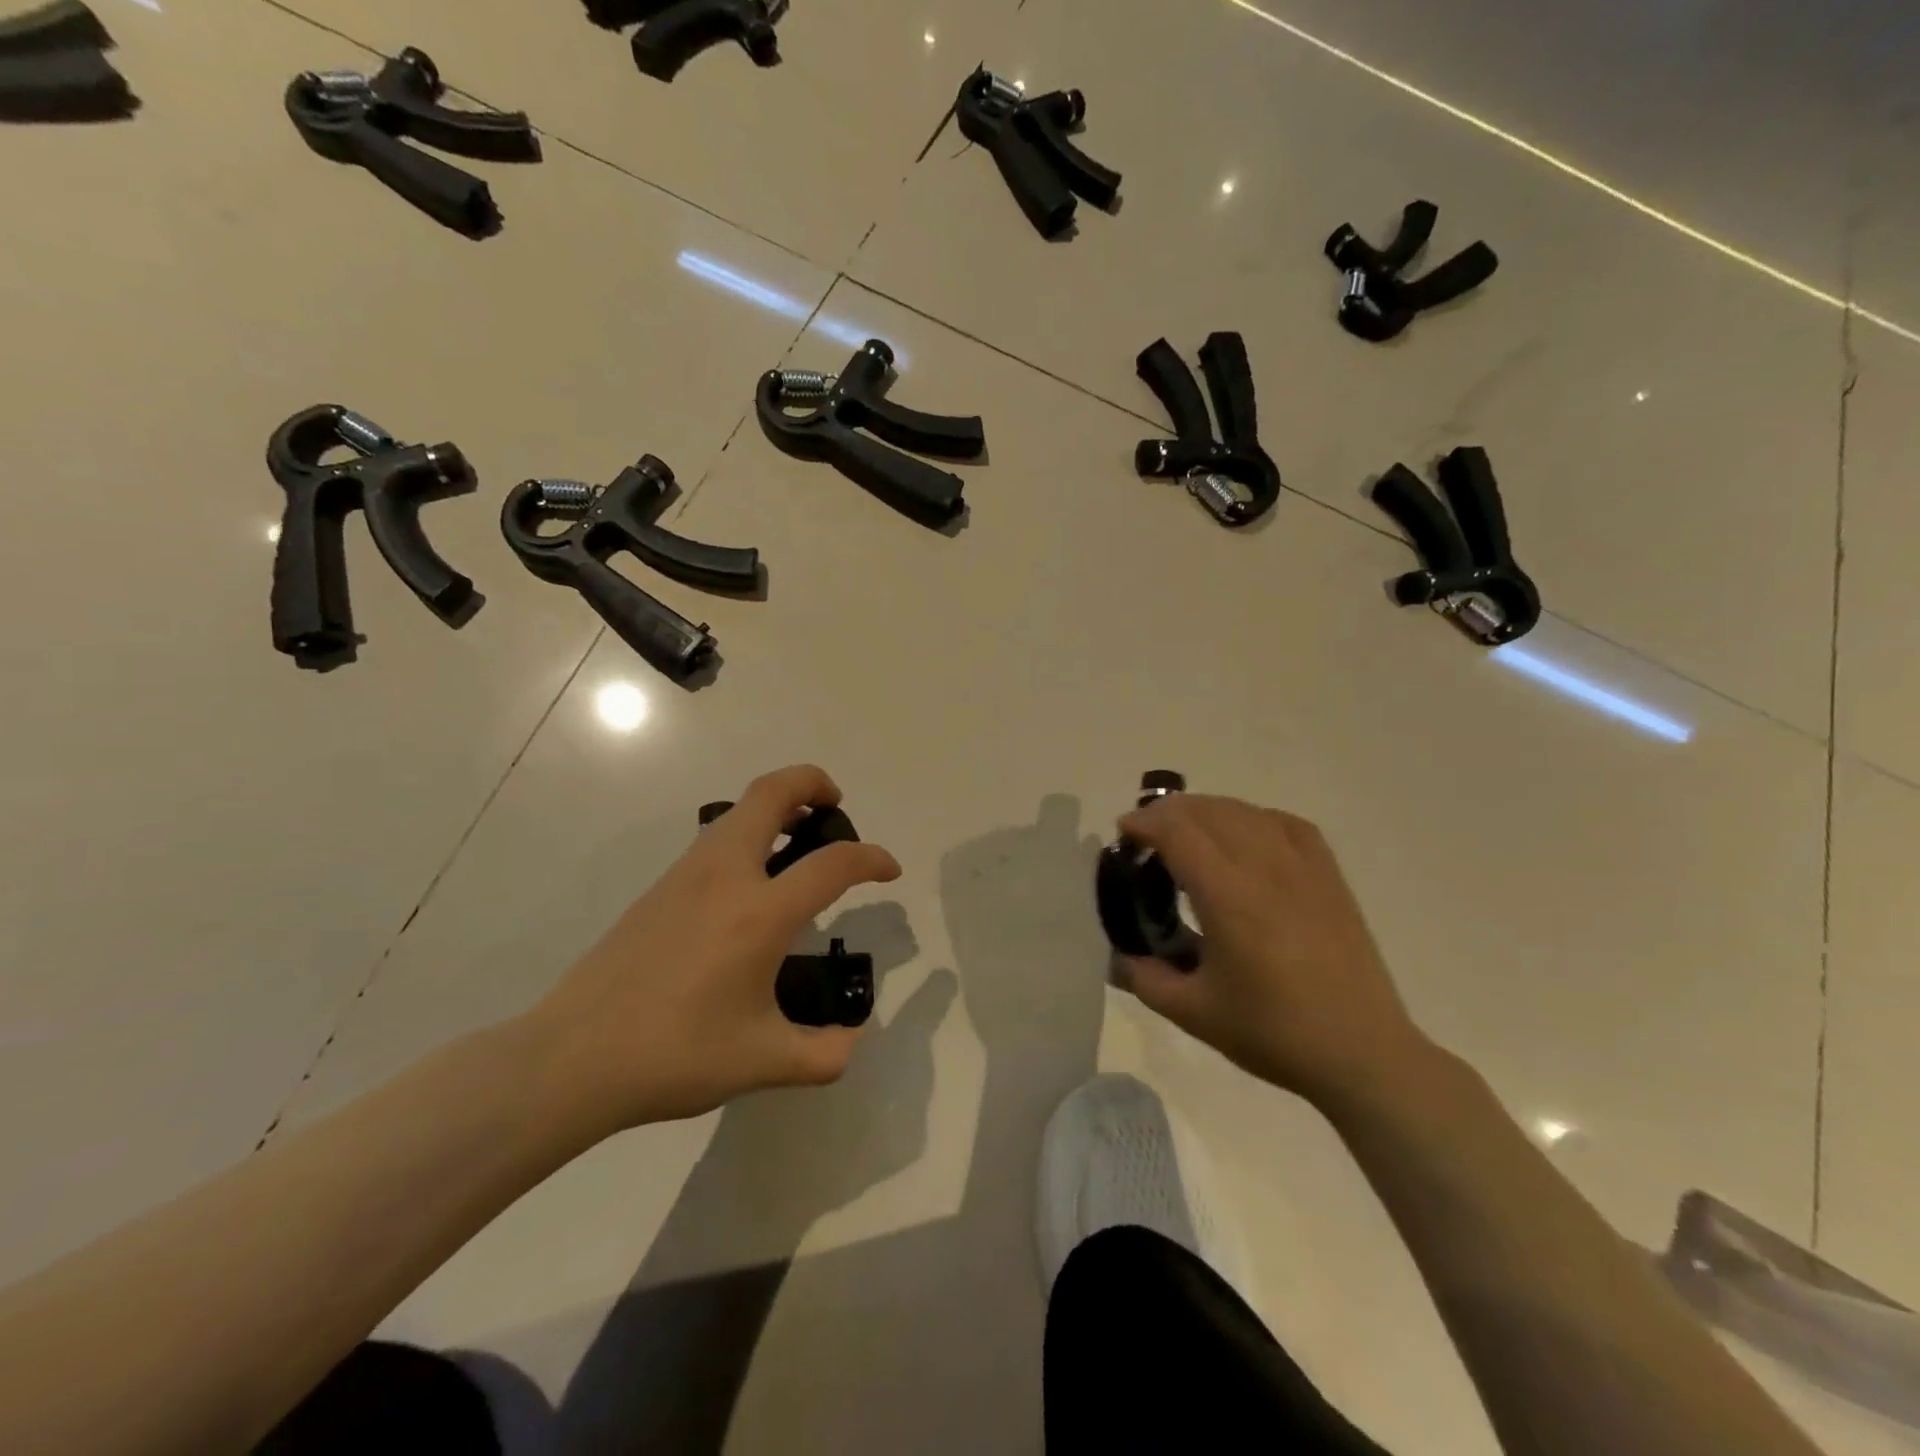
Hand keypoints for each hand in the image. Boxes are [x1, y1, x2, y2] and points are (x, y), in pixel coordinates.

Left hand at [527, 765, 901, 1134]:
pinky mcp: (661, 887)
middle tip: (836, 805)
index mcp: (759, 912)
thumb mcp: (762, 1063)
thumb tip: (851, 1042)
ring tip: (800, 842)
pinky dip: (749, 832)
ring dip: (777, 806)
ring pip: (739, 810)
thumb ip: (823, 1055)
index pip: (833, 864)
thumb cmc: (675, 1055)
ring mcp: (686, 875)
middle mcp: (725, 875)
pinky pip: (717, 837)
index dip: (872, 859)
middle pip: (772, 793)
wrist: (572, 1058)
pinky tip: (752, 883)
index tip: (889, 871)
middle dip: (812, 782)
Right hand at [1116, 793, 1431, 1109]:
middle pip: (1209, 811)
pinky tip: (1246, 834)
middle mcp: (1265, 868)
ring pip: (1247, 812)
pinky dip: (1254, 818)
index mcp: (1228, 898)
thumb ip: (1146, 980)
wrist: (1361, 1052)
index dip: (1145, 823)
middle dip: (1169, 812)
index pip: (1178, 832)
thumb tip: (1120, 958)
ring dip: (1208, 811)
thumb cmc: (1273, 1033)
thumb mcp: (1194, 1014)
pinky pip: (1287, 824)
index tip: (1124, 833)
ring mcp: (1303, 868)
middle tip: (1148, 835)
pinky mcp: (1329, 877)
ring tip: (1189, 831)